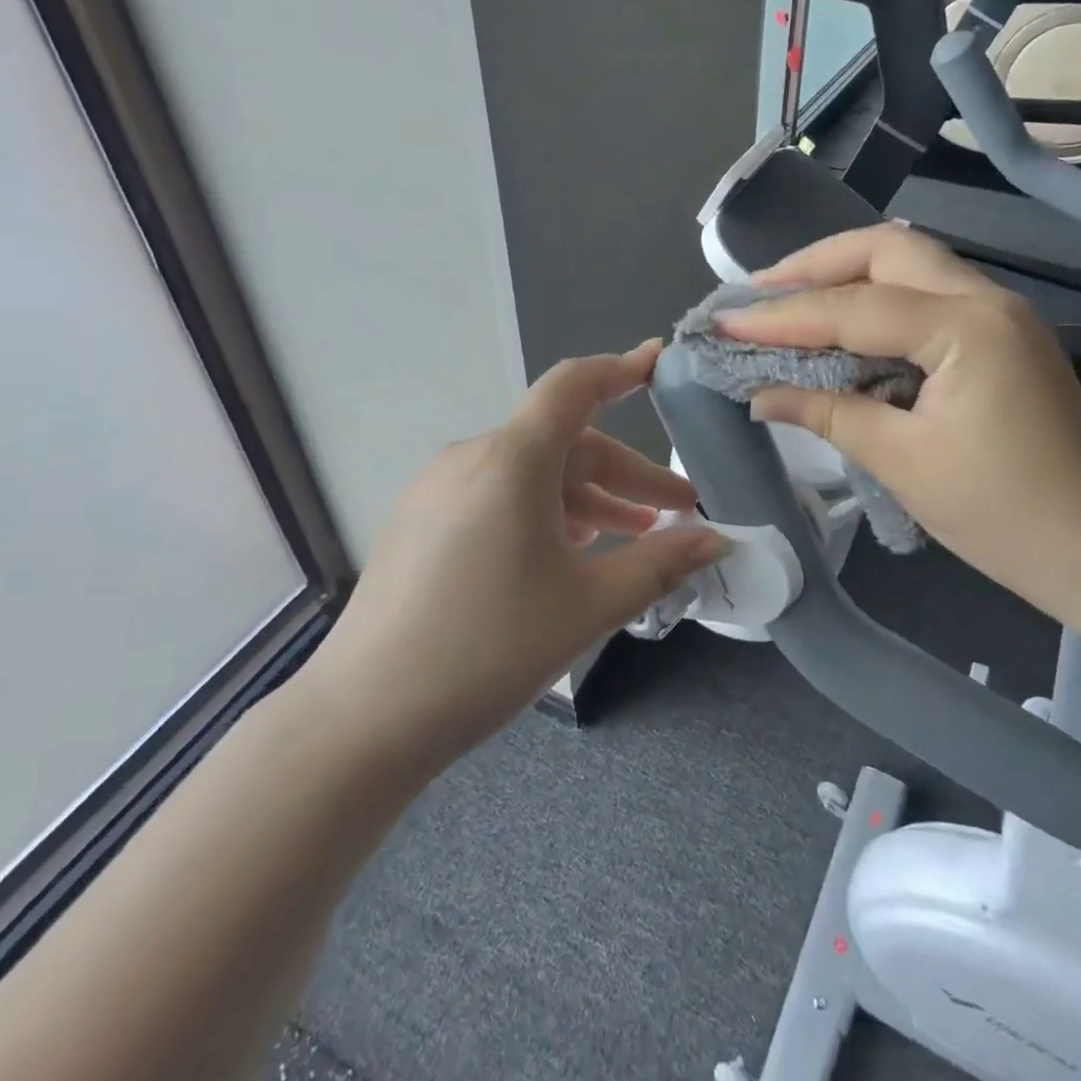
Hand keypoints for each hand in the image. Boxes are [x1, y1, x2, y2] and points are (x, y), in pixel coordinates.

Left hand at [292, 341, 728, 782]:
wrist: (364, 718)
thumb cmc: (487, 650)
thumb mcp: (588, 606)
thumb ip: (660, 564)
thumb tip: (716, 542)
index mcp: (511, 460)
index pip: (574, 386)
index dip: (622, 369)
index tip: (659, 361)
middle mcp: (471, 458)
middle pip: (563, 443)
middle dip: (626, 475)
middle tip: (677, 514)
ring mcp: (438, 489)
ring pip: (532, 475)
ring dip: (587, 499)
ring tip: (632, 536)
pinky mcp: (420, 521)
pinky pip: (497, 496)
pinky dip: (544, 512)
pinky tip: (566, 555)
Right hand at [720, 225, 1080, 623]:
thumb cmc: (1005, 514)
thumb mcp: (903, 462)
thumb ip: (827, 413)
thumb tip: (759, 394)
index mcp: (966, 328)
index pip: (853, 308)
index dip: (782, 316)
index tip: (724, 322)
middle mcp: (986, 299)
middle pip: (886, 249)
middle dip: (814, 264)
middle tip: (758, 293)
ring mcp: (999, 312)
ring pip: (908, 263)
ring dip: (844, 275)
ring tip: (787, 301)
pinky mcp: (999, 335)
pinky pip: (925, 294)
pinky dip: (875, 300)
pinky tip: (841, 327)